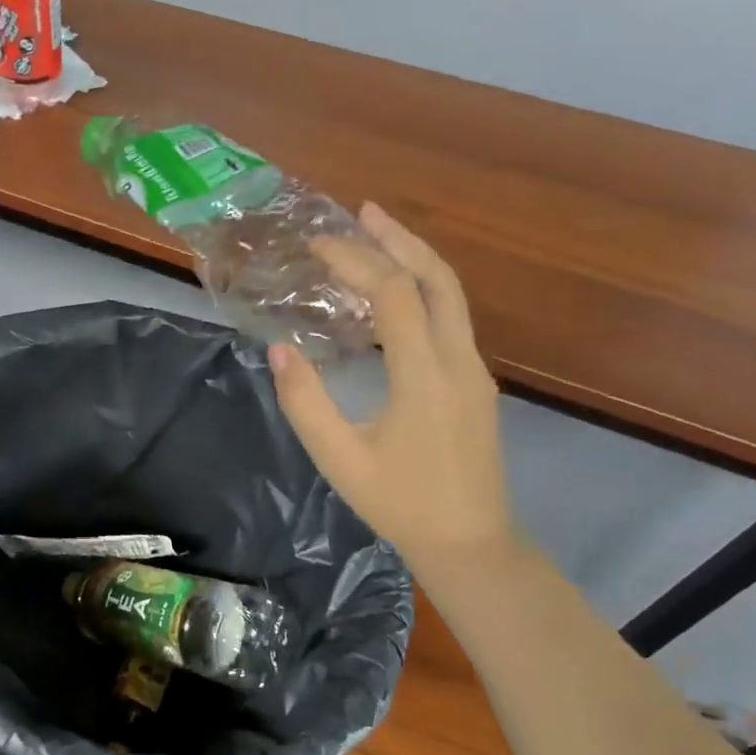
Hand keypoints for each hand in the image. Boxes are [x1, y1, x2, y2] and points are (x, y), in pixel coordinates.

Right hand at [269, 202, 511, 568]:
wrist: (471, 543)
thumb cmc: (401, 504)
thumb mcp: (339, 459)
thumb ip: (305, 402)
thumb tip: (279, 349)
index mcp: (425, 375)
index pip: (393, 294)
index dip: (356, 261)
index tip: (317, 246)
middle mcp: (459, 360)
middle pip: (437, 278)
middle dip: (399, 239)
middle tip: (362, 211)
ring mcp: (474, 370)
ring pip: (451, 295)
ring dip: (415, 259)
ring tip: (377, 236)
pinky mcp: (476, 383)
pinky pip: (451, 319)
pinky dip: (422, 290)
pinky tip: (393, 296)